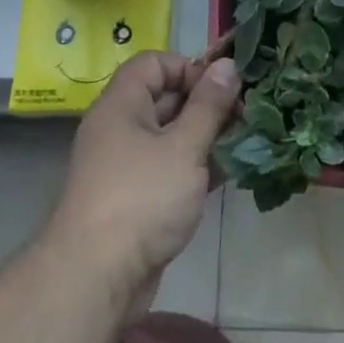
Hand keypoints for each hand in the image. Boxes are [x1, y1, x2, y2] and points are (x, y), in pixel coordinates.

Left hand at [42, 53, 239, 318]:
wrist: (96, 278)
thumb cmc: (142, 198)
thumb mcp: (184, 146)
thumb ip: (209, 106)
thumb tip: (227, 64)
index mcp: (122, 106)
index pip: (153, 64)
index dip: (188, 67)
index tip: (221, 87)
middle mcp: (120, 130)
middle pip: (166, 99)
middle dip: (207, 103)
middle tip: (247, 113)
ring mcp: (128, 167)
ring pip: (172, 137)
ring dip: (208, 137)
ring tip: (248, 141)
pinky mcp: (138, 200)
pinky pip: (171, 169)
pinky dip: (199, 167)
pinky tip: (232, 172)